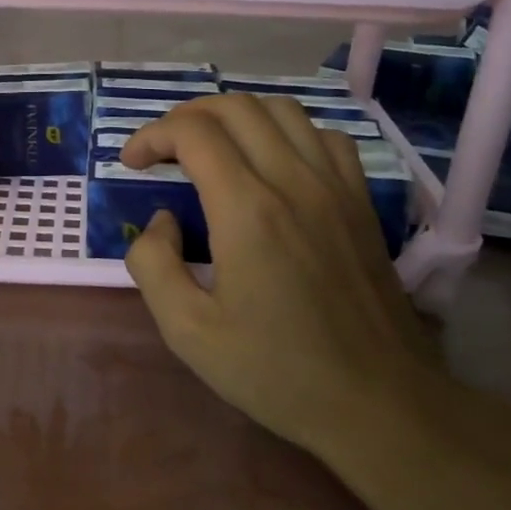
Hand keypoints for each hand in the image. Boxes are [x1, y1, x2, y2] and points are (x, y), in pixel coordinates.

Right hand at [120, 94, 429, 452]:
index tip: (131, 163)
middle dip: (185, 117)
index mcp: (247, 210)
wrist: (379, 402)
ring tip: (211, 147)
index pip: (192, 132)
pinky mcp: (360, 199)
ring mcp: (334, 185)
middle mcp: (293, 181)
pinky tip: (272, 162)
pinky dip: (286, 131)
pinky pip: (322, 135)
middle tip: (162, 151)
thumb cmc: (277, 371)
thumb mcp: (188, 332)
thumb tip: (163, 219)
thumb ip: (152, 264)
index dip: (151, 135)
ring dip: (234, 115)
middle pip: (233, 107)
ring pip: (280, 109)